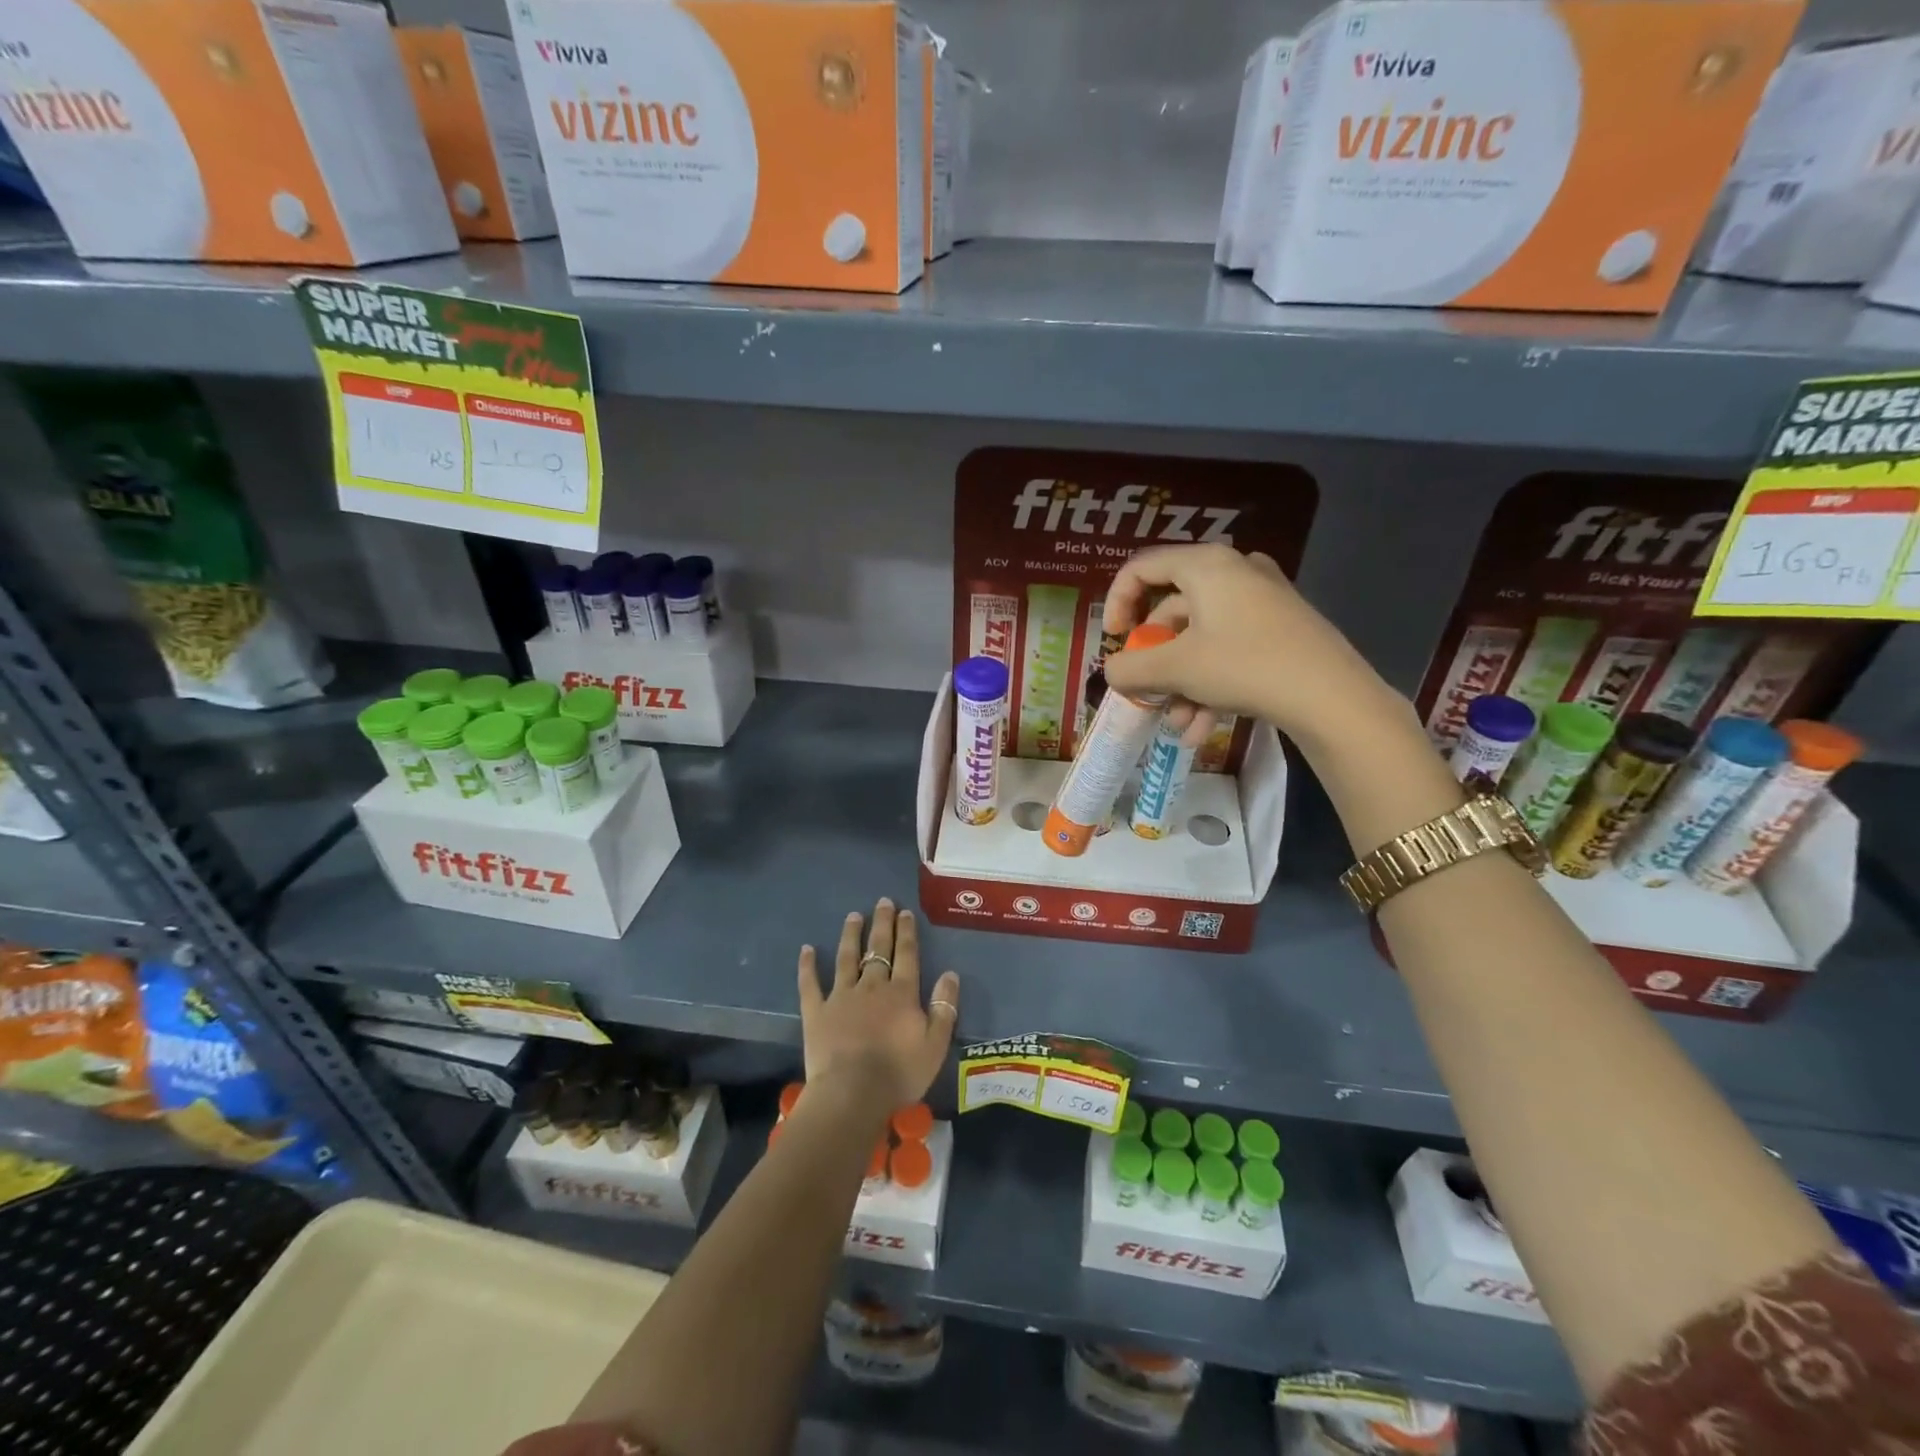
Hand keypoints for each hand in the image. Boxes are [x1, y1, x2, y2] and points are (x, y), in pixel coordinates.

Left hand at [797, 898, 959, 1111]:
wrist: (853, 1094)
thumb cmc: (899, 1073)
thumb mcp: (935, 1044)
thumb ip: (944, 1007)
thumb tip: (950, 974)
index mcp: (902, 993)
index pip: (906, 954)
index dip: (906, 932)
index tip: (904, 912)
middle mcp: (872, 986)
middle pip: (878, 949)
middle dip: (882, 924)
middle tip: (882, 902)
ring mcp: (841, 996)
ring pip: (847, 958)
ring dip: (851, 935)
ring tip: (853, 916)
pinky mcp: (816, 1012)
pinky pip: (810, 984)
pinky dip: (808, 966)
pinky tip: (807, 949)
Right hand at [1101, 543, 1399, 754]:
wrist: (1332, 697)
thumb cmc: (1244, 666)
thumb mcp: (1175, 669)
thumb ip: (1130, 668)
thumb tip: (1112, 672)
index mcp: (1206, 566)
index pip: (1141, 568)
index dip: (1116, 603)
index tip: (1112, 640)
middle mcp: (1234, 572)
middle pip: (1172, 611)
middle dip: (1155, 661)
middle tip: (1147, 693)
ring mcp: (1262, 600)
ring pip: (1201, 639)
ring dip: (1182, 684)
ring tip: (1180, 725)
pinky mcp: (1281, 629)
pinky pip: (1229, 650)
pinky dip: (1211, 685)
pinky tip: (1203, 729)